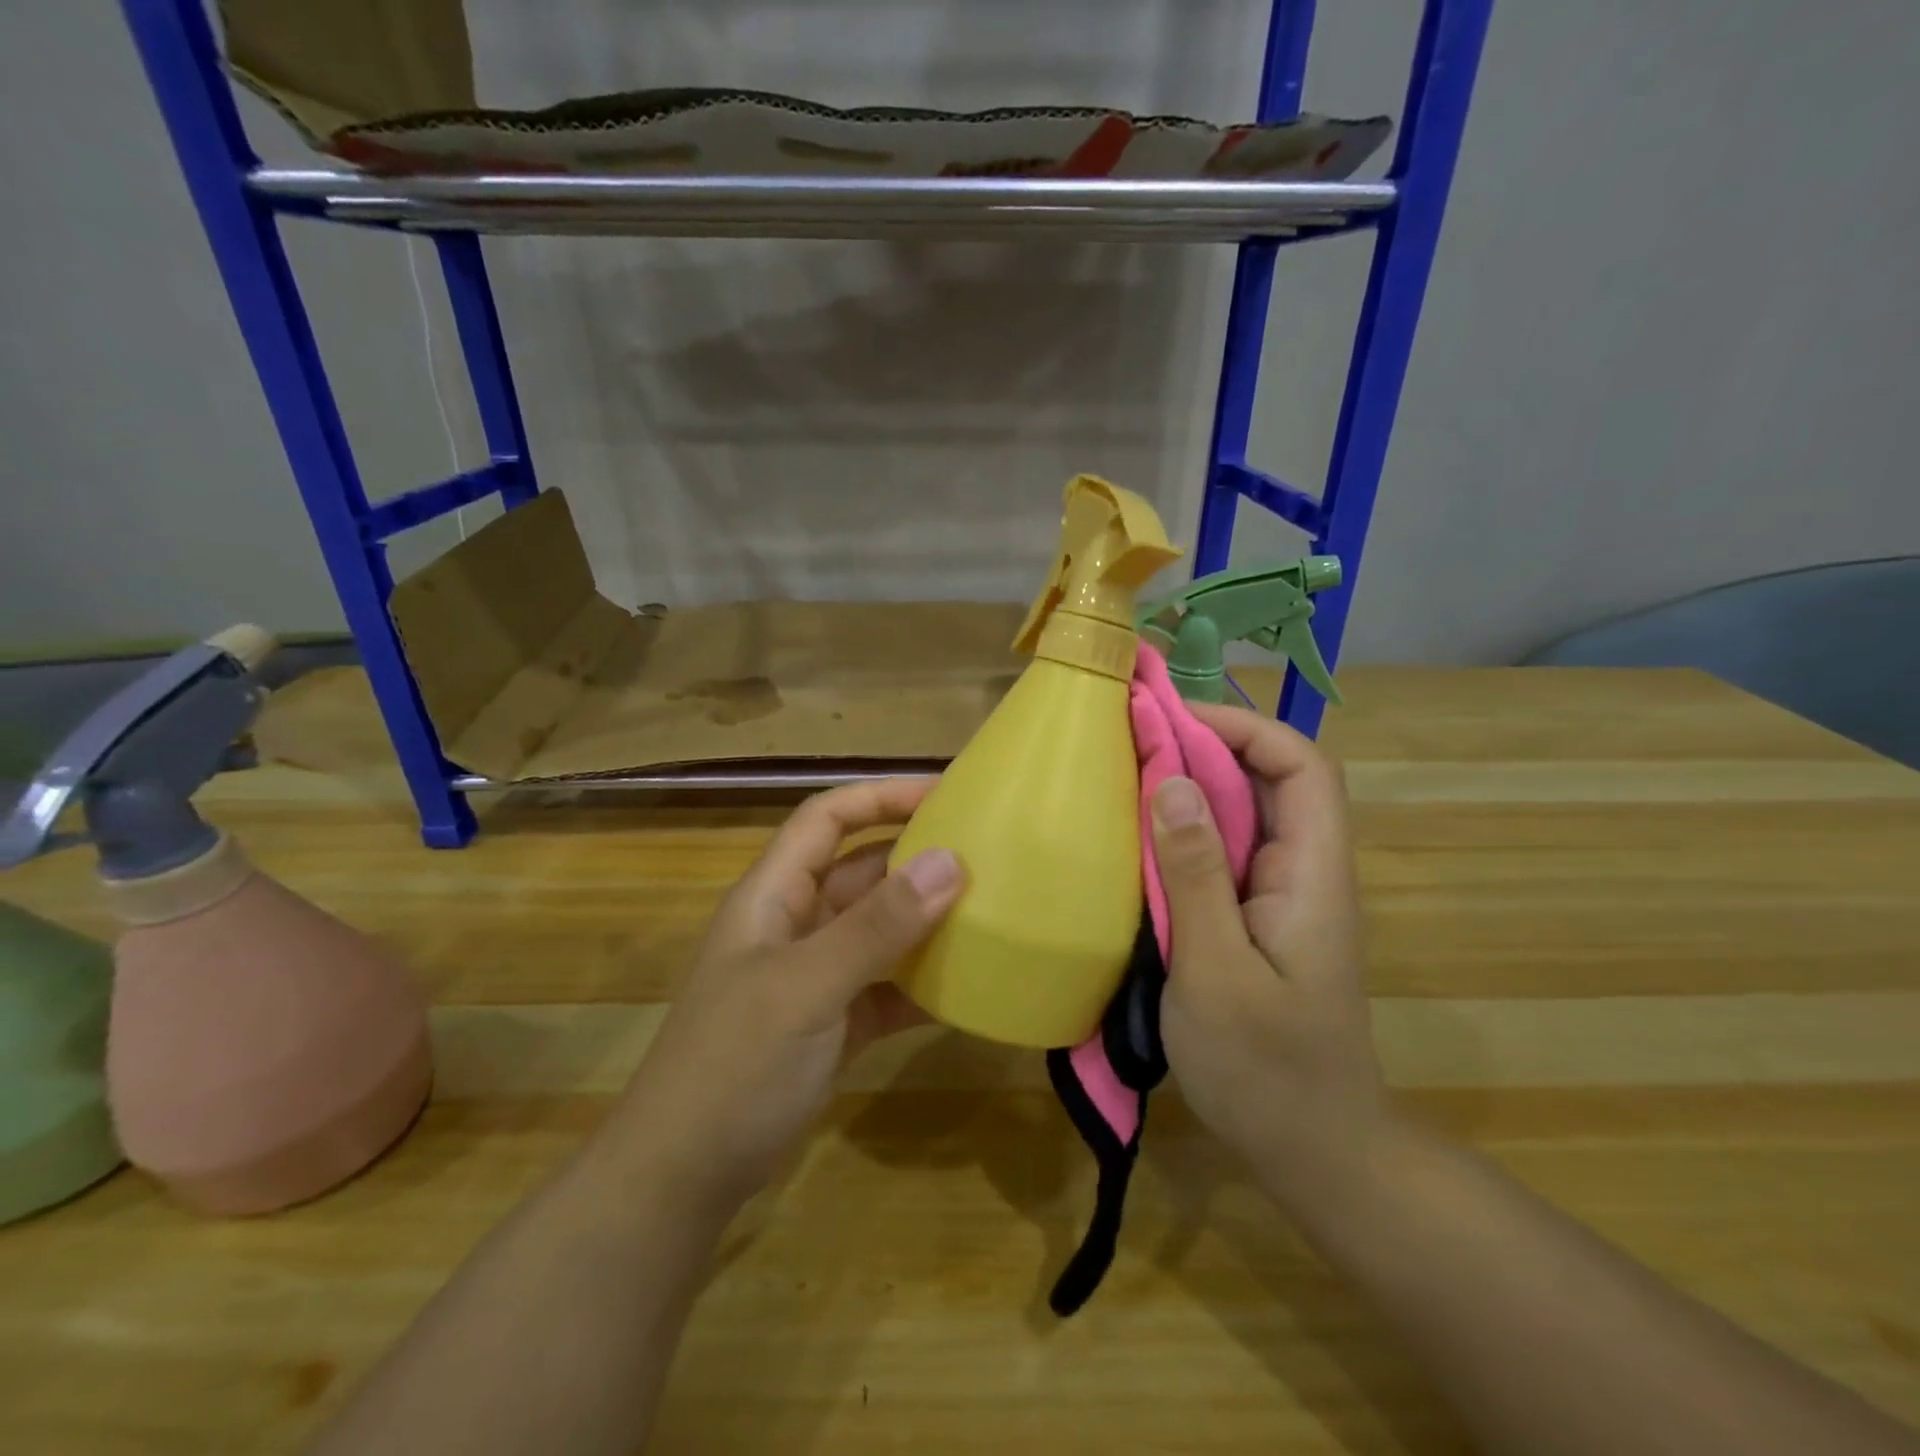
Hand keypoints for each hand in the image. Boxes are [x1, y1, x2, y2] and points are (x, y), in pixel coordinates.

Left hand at [606, 779, 963, 1209]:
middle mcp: (795, 924)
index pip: (826, 819)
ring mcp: (814, 976)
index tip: (945, 793)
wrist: (684, 1177)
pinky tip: (967, 988)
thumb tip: (951, 861)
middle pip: (859, 869)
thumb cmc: (735, 1064)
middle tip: (984, 853)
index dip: (880, 796)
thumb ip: (877, 926)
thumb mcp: (807, 987)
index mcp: (774, 895)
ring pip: (877, 928)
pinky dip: (921, 983)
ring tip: (989, 910)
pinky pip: (886, 986)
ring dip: (924, 919)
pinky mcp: (833, 1023)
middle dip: (914, 856)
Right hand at [1151, 704, 1388, 1208]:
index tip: (1173, 721)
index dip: (1245, 728)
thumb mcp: (1217, 971)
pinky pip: (1221, 854)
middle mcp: (1303, 872)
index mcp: (1312, 875)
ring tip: (1124, 776)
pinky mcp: (1253, 919)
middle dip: (1205, 747)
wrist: (1313, 1150)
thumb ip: (1195, 874)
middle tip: (1131, 741)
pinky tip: (1136, 840)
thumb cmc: (1267, 1069)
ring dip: (1188, 788)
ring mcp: (1278, 896)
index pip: (1302, 767)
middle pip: (1269, 780)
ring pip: (1242, 815)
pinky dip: (1181, 832)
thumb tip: (1170, 781)